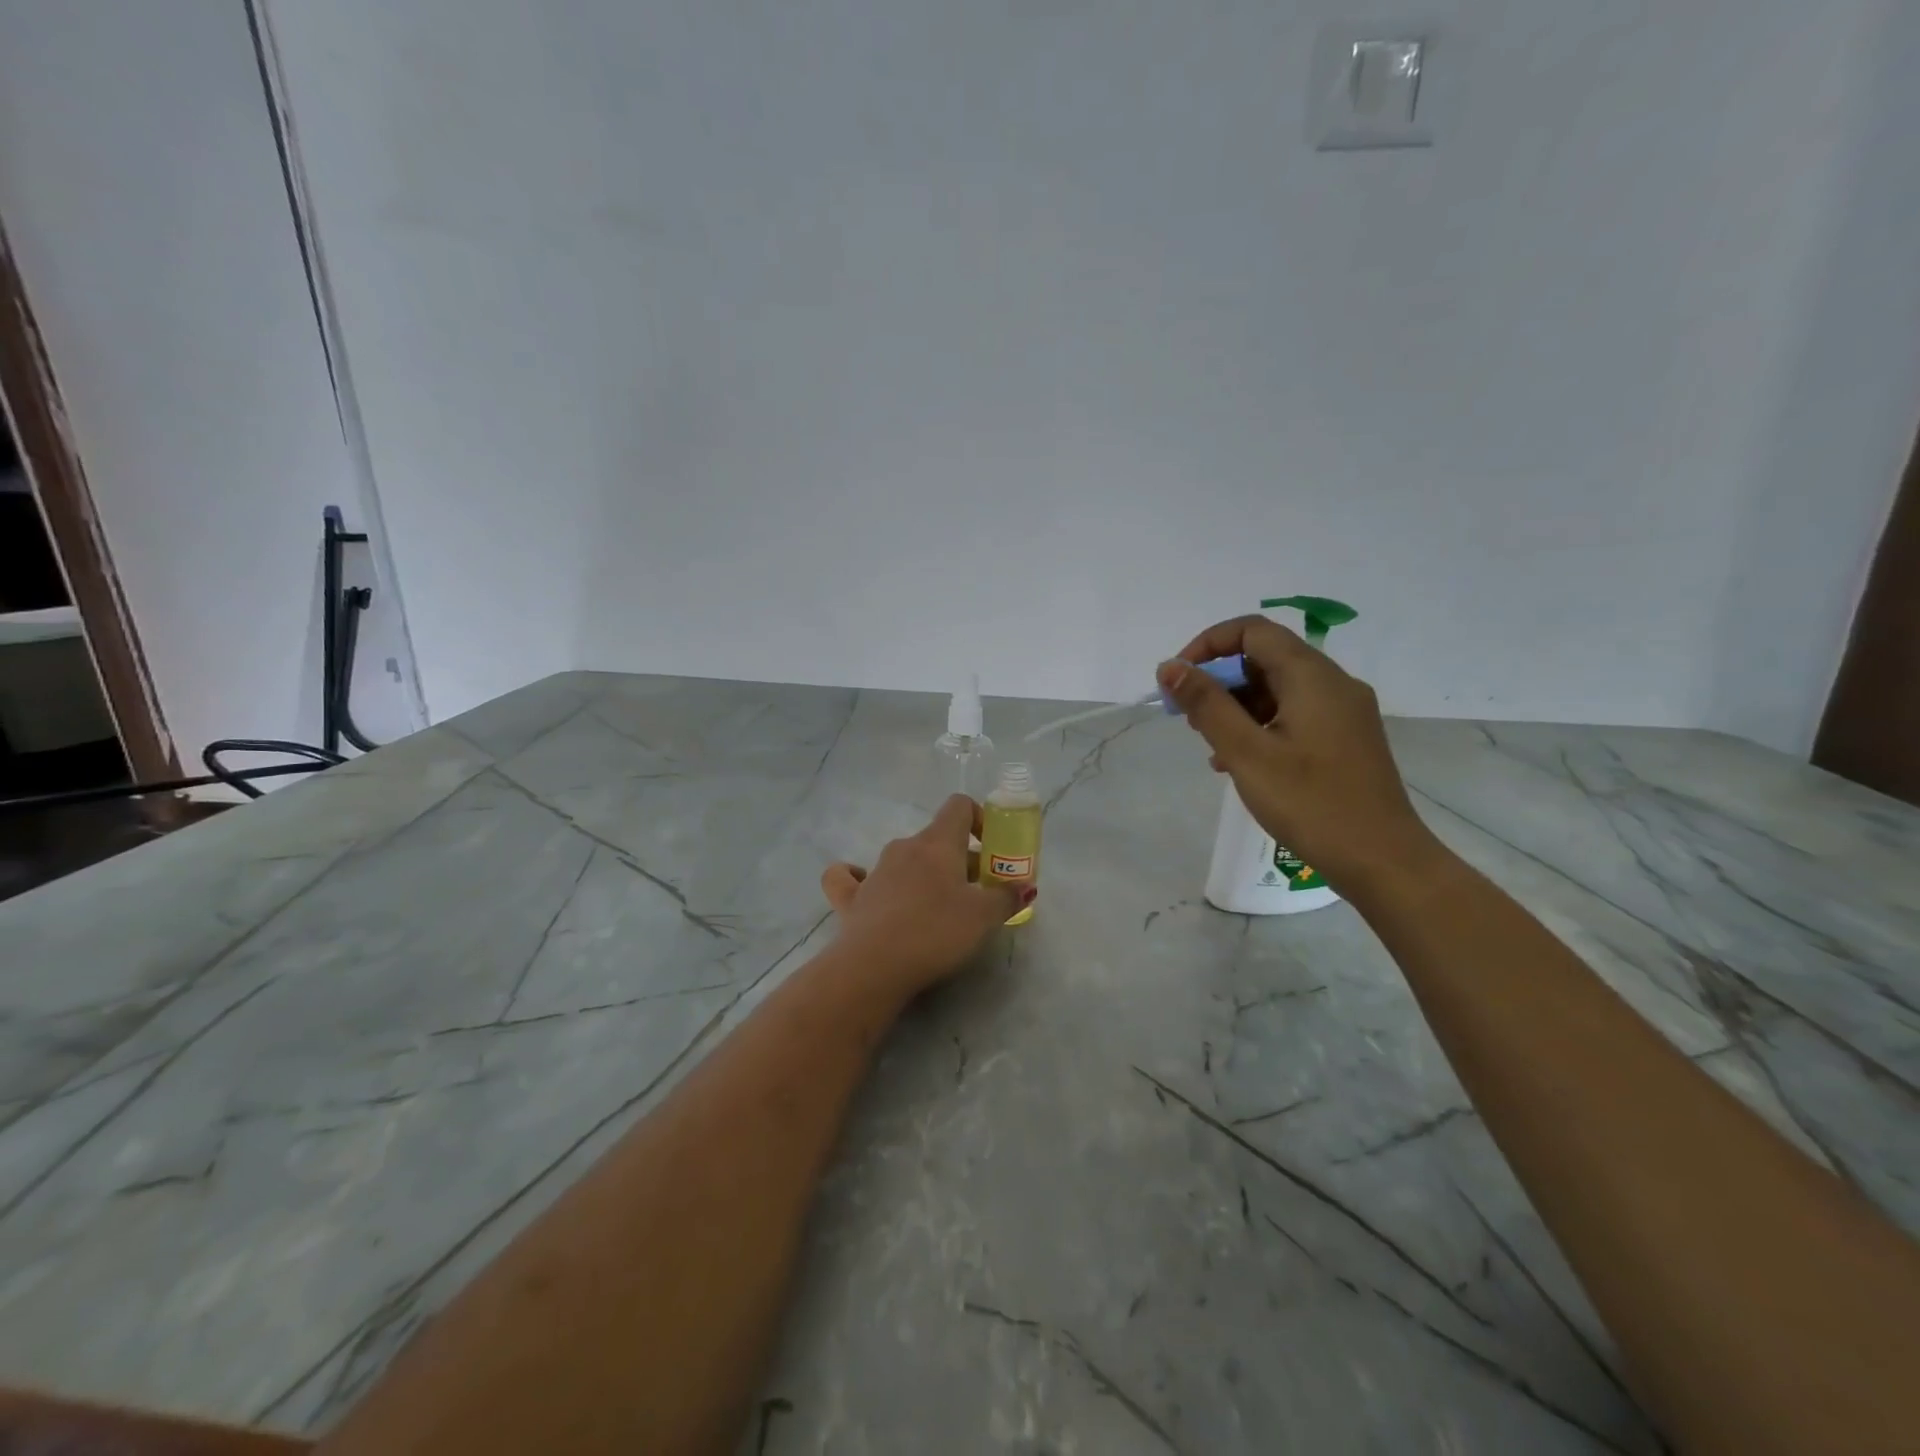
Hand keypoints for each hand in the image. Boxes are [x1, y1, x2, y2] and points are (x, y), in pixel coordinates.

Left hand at [819, 795, 1033, 996]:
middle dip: (959, 860)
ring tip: (937, 908)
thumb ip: (1006, 897)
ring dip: (923, 875)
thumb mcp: (984, 917)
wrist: (873, 966)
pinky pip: (850, 878)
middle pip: (937, 840)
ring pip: (904, 860)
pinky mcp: (850, 897)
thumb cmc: (936, 931)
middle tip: (976, 893)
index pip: (959, 806)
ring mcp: (874, 871)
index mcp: (937, 843)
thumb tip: (1023, 887)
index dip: (979, 819)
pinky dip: (858, 878)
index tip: (991, 849)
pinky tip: (865, 888)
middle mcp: (904, 848)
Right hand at [1158, 616, 1444, 898]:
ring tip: (1211, 746)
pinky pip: (1294, 715)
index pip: (1253, 631)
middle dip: (1220, 680)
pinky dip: (1261, 726)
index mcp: (1312, 676)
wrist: (1382, 861)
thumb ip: (1207, 705)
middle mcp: (1333, 684)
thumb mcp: (1247, 753)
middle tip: (1189, 718)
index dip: (1209, 645)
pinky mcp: (1345, 739)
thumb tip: (1170, 667)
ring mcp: (1344, 712)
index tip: (1179, 680)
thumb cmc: (1310, 803)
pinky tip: (1240, 763)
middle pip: (1266, 658)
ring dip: (1237, 707)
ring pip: (1279, 689)